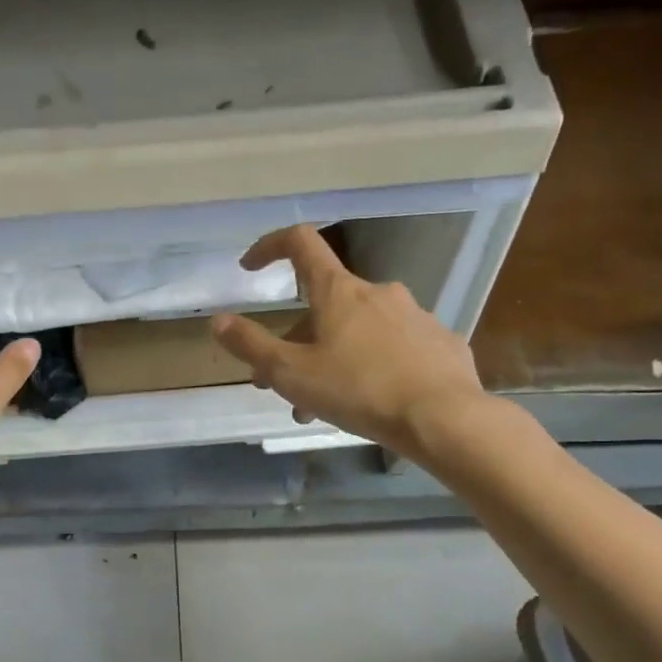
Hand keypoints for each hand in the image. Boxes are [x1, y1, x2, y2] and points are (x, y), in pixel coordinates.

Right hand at [211, 225, 495, 462]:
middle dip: (297, 339)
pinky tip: (369, 401)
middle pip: (325, 304)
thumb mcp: (291, 373)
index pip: (300, 243)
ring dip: (332, 358)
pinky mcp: (438, 342)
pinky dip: (371, 365)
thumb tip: (219, 320)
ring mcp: (414, 315)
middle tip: (280, 381)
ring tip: (320, 407)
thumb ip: (251, 345)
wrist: (443, 417)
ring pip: (358, 331)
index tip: (251, 267)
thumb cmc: (359, 390)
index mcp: (339, 292)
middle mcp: (377, 292)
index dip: (270, 247)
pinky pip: (393, 347)